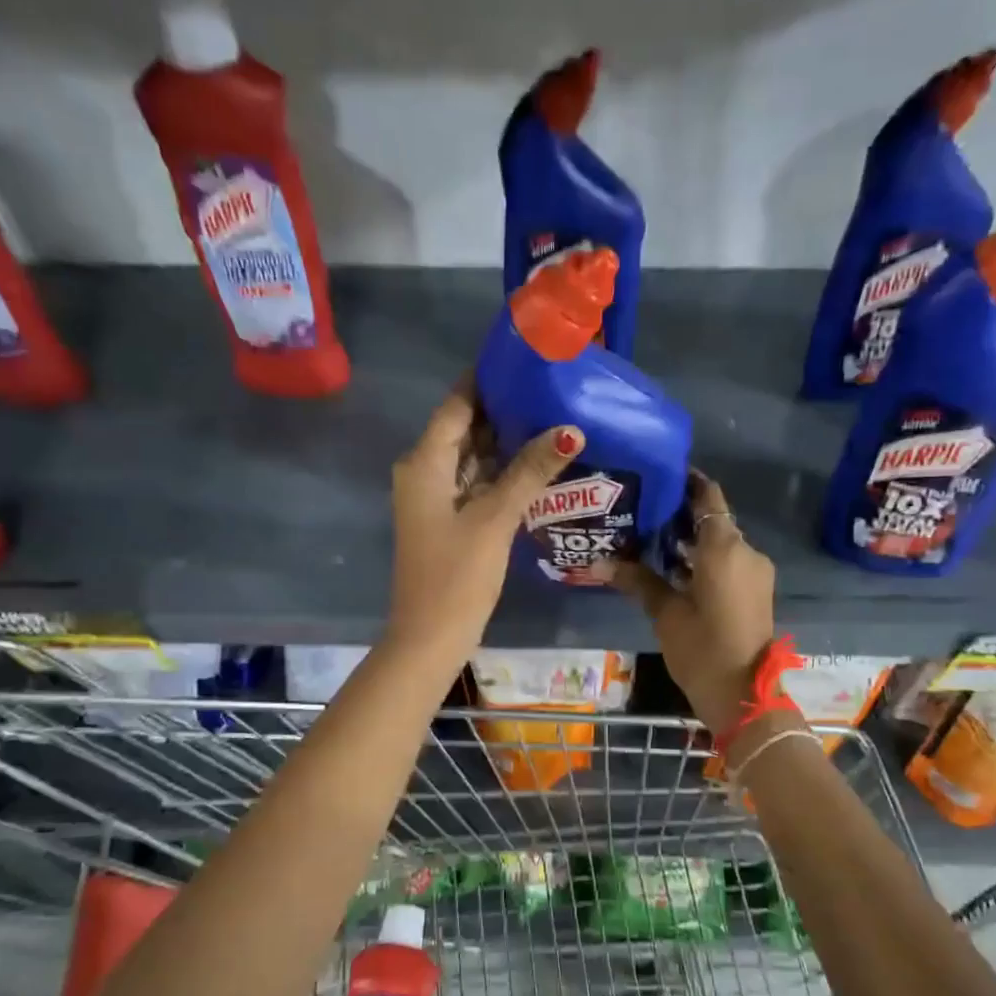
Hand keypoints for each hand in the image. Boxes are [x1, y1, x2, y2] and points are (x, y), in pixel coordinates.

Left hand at [387, 382, 583, 661]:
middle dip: (504, 409)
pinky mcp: (449, 520)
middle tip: (552, 388)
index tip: (526, 359)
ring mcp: (436, 498)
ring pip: (473, 457)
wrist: (430, 637)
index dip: (487, 379)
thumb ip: (530, 471)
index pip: (457, 404)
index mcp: (425, 463)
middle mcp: (425, 472)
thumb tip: (570, 428)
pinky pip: (477, 483)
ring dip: (507, 441)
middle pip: (465, 427)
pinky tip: (538, 464)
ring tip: (553, 417)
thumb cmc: (456, 575)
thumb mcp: (495, 518)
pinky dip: (502, 472)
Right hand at [614, 474, 775, 734]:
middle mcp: (745, 551)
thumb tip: (600, 563)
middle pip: (713, 519)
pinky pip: (727, 563)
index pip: (709, 497)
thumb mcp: (665, 613)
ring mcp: (754, 573)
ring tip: (649, 539)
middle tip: (641, 510)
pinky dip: (703, 560)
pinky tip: (671, 569)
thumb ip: (638, 580)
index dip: (687, 482)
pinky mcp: (754, 592)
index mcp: (725, 548)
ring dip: (691, 540)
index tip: (658, 476)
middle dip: (681, 514)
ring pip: (720, 543)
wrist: (744, 695)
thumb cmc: (702, 649)